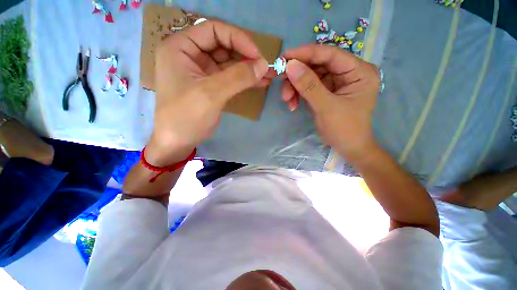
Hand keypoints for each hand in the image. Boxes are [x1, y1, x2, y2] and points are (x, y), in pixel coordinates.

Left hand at [148, 20, 271, 165]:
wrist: (178, 142)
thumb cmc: (186, 117)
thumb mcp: (211, 94)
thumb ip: (237, 77)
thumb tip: (263, 64)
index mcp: (180, 47)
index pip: (214, 30)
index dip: (238, 39)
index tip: (257, 56)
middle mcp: (190, 54)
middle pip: (223, 46)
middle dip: (246, 56)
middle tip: (265, 67)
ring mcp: (202, 71)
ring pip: (229, 62)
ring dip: (248, 68)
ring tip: (268, 75)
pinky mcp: (211, 85)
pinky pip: (230, 77)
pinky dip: (245, 79)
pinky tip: (259, 82)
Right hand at [282, 44, 380, 160]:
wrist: (347, 148)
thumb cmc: (344, 129)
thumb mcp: (326, 107)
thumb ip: (308, 86)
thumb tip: (290, 65)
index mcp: (359, 71)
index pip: (330, 54)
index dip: (306, 53)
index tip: (284, 57)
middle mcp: (348, 73)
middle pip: (318, 65)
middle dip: (297, 75)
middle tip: (280, 80)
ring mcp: (336, 83)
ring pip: (310, 77)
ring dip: (295, 87)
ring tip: (286, 100)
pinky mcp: (326, 92)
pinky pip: (309, 88)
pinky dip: (298, 95)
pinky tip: (292, 105)